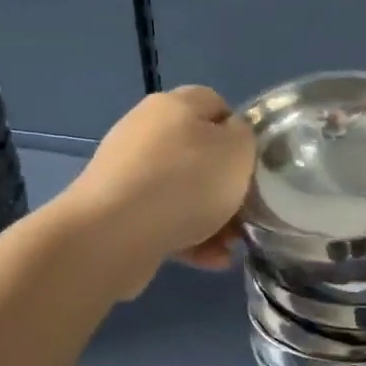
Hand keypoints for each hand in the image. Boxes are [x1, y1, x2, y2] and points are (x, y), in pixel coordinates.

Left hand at [59, 86, 255, 296]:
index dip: (240, 132)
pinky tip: (209, 260)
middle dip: (225, 185)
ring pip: (182, 191)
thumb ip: (244, 137)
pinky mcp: (117, 209)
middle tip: (245, 211)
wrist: (113, 234)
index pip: (216, 105)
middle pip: (199, 152)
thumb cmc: (186, 183)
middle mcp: (147, 131)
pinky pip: (162, 219)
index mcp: (174, 105)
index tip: (253, 164)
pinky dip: (187, 237)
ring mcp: (127, 171)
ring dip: (210, 217)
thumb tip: (231, 139)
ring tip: (229, 245)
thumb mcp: (237, 150)